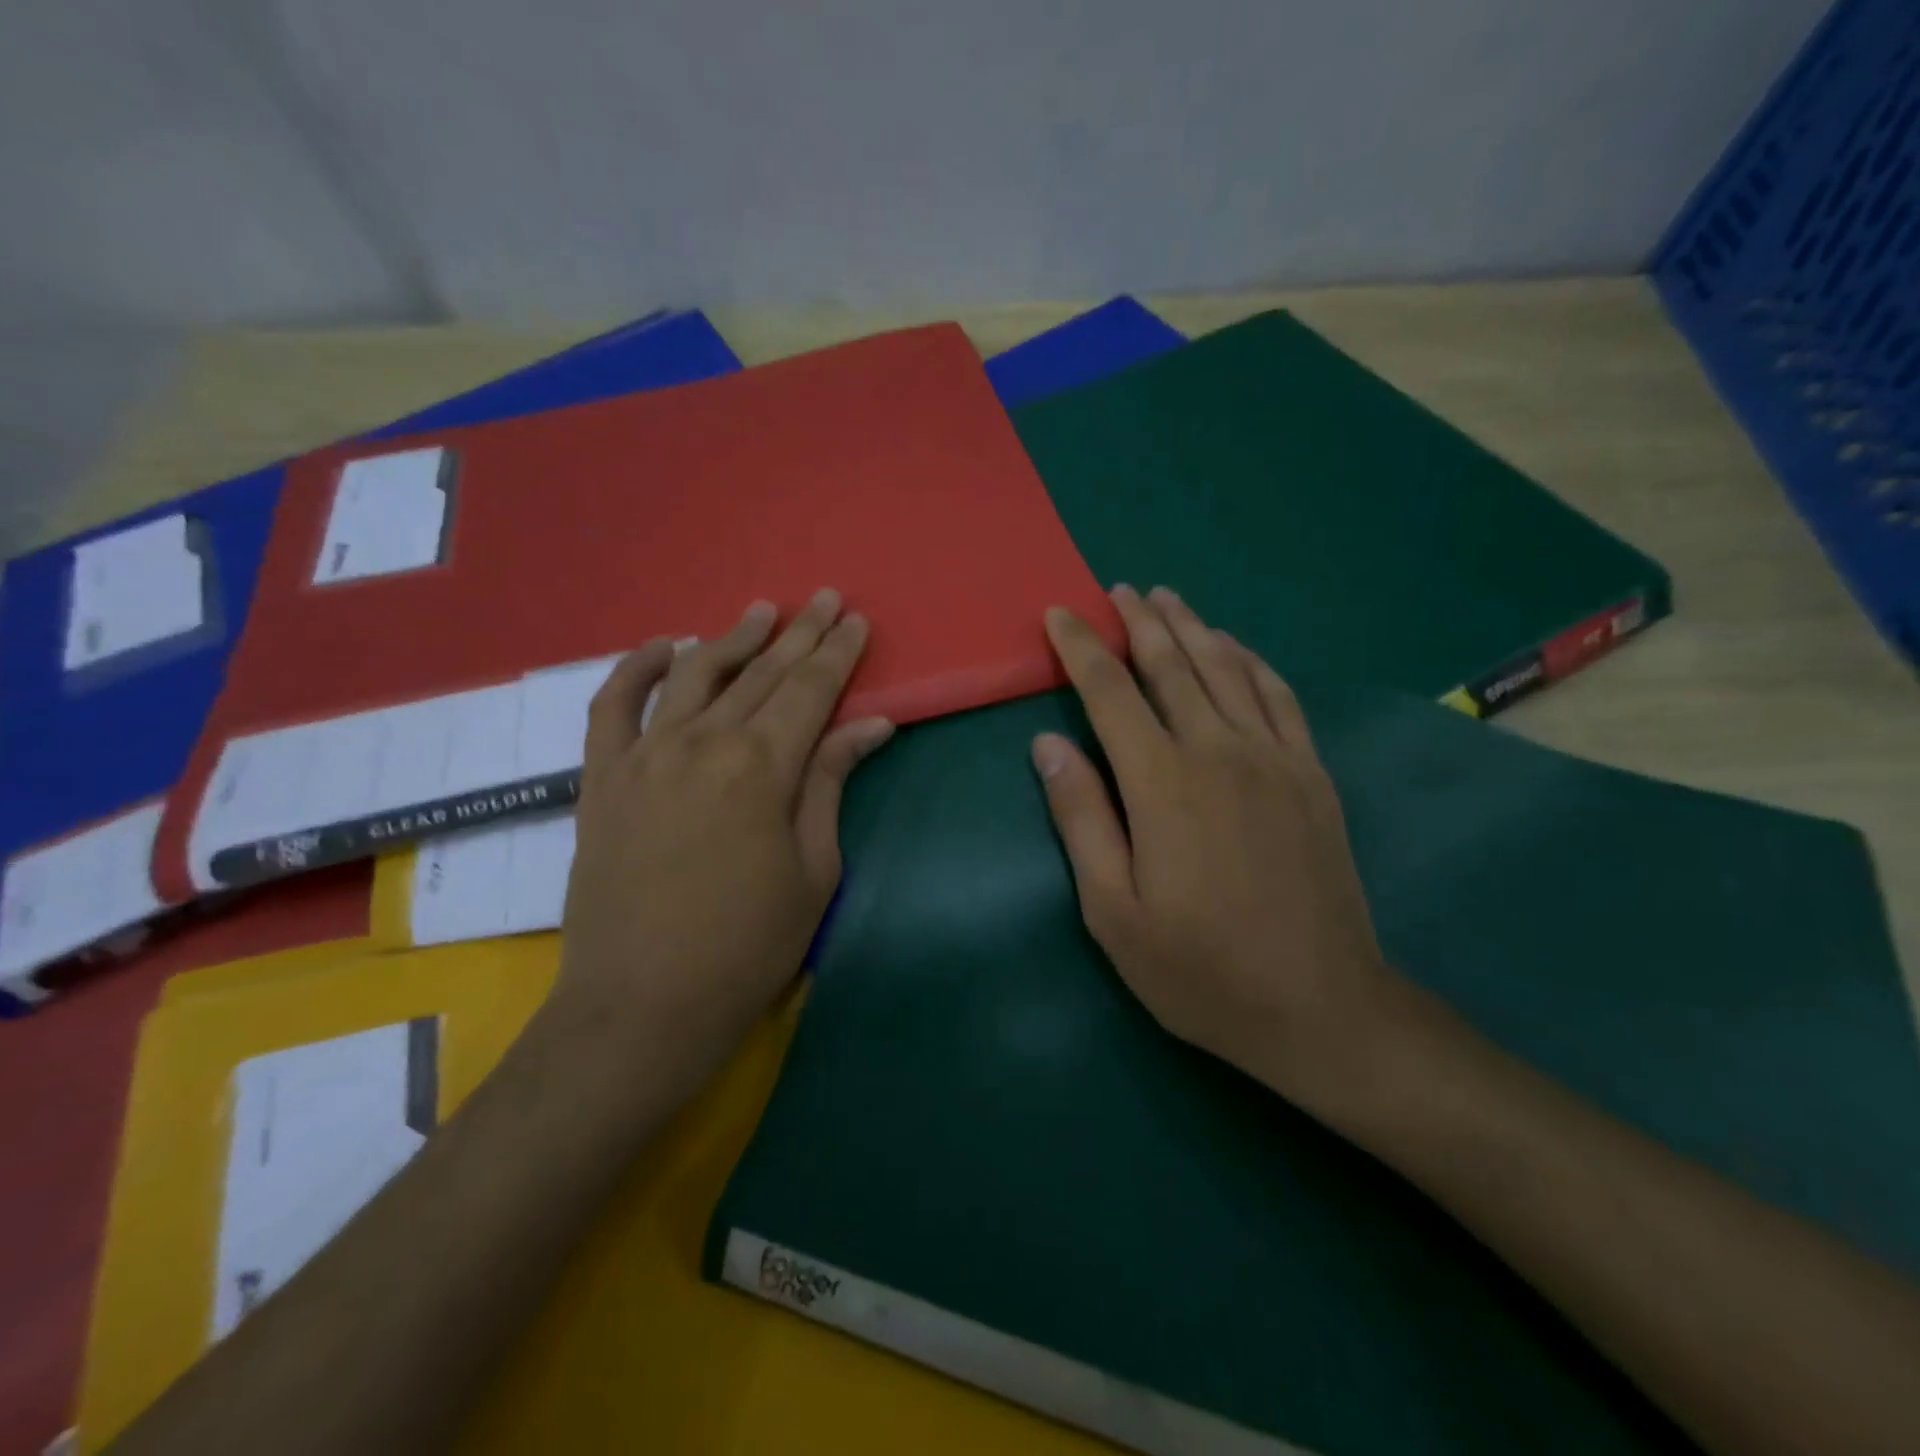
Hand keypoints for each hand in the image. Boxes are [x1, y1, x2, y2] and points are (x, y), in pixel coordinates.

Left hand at [551, 590, 893, 1106]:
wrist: (642, 1005)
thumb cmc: (748, 945)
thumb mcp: (813, 867)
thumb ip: (831, 783)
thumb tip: (871, 725)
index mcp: (762, 766)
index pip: (811, 690)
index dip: (838, 653)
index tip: (857, 620)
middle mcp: (702, 742)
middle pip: (762, 673)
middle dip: (800, 633)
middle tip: (827, 599)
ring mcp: (644, 755)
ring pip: (694, 675)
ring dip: (733, 638)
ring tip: (762, 610)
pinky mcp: (602, 778)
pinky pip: (613, 705)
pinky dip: (636, 668)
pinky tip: (663, 646)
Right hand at [1034, 585, 1396, 1105]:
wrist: (1321, 1007)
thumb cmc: (1200, 970)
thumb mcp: (1113, 911)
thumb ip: (1081, 818)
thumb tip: (1047, 744)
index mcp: (1163, 784)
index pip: (1111, 693)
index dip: (1081, 649)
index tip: (1060, 615)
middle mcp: (1220, 752)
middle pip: (1172, 665)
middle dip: (1139, 622)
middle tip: (1116, 590)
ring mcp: (1275, 759)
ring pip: (1227, 669)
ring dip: (1192, 627)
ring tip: (1167, 598)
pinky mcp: (1312, 775)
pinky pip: (1280, 697)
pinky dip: (1252, 661)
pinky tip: (1235, 647)